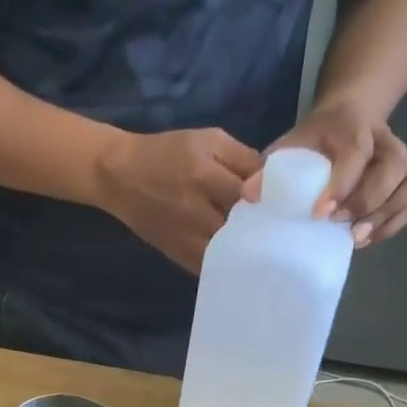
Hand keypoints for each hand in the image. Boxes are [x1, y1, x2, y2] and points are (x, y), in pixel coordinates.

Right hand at [97, 128, 263, 273]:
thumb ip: (241, 157)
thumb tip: (270, 181)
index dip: (271, 198)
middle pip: (242, 225)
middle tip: (278, 225)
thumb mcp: (208, 140)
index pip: (252, 192)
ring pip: (228, 251)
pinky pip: (211, 266)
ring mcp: (187, 238)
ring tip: (262, 244)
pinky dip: (227, 263)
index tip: (284, 200)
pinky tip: (238, 258)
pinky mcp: (180, 256)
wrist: (122, 178)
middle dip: (262, 225)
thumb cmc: (167, 153)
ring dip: (246, 249)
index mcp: (206, 173)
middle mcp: (196, 209)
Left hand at [254, 100, 406, 246]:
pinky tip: (369, 237)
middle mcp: (382, 138)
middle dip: (368, 201)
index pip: (356, 152)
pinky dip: (396, 221)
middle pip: (394, 166)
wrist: (344, 121)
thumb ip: (270, 169)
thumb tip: (248, 196)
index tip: (320, 213)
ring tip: (356, 237)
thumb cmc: (312, 141)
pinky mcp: (405, 177)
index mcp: (351, 126)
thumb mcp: (289, 146)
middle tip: (340, 225)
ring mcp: (398, 157)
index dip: (343, 183)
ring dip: (386, 213)